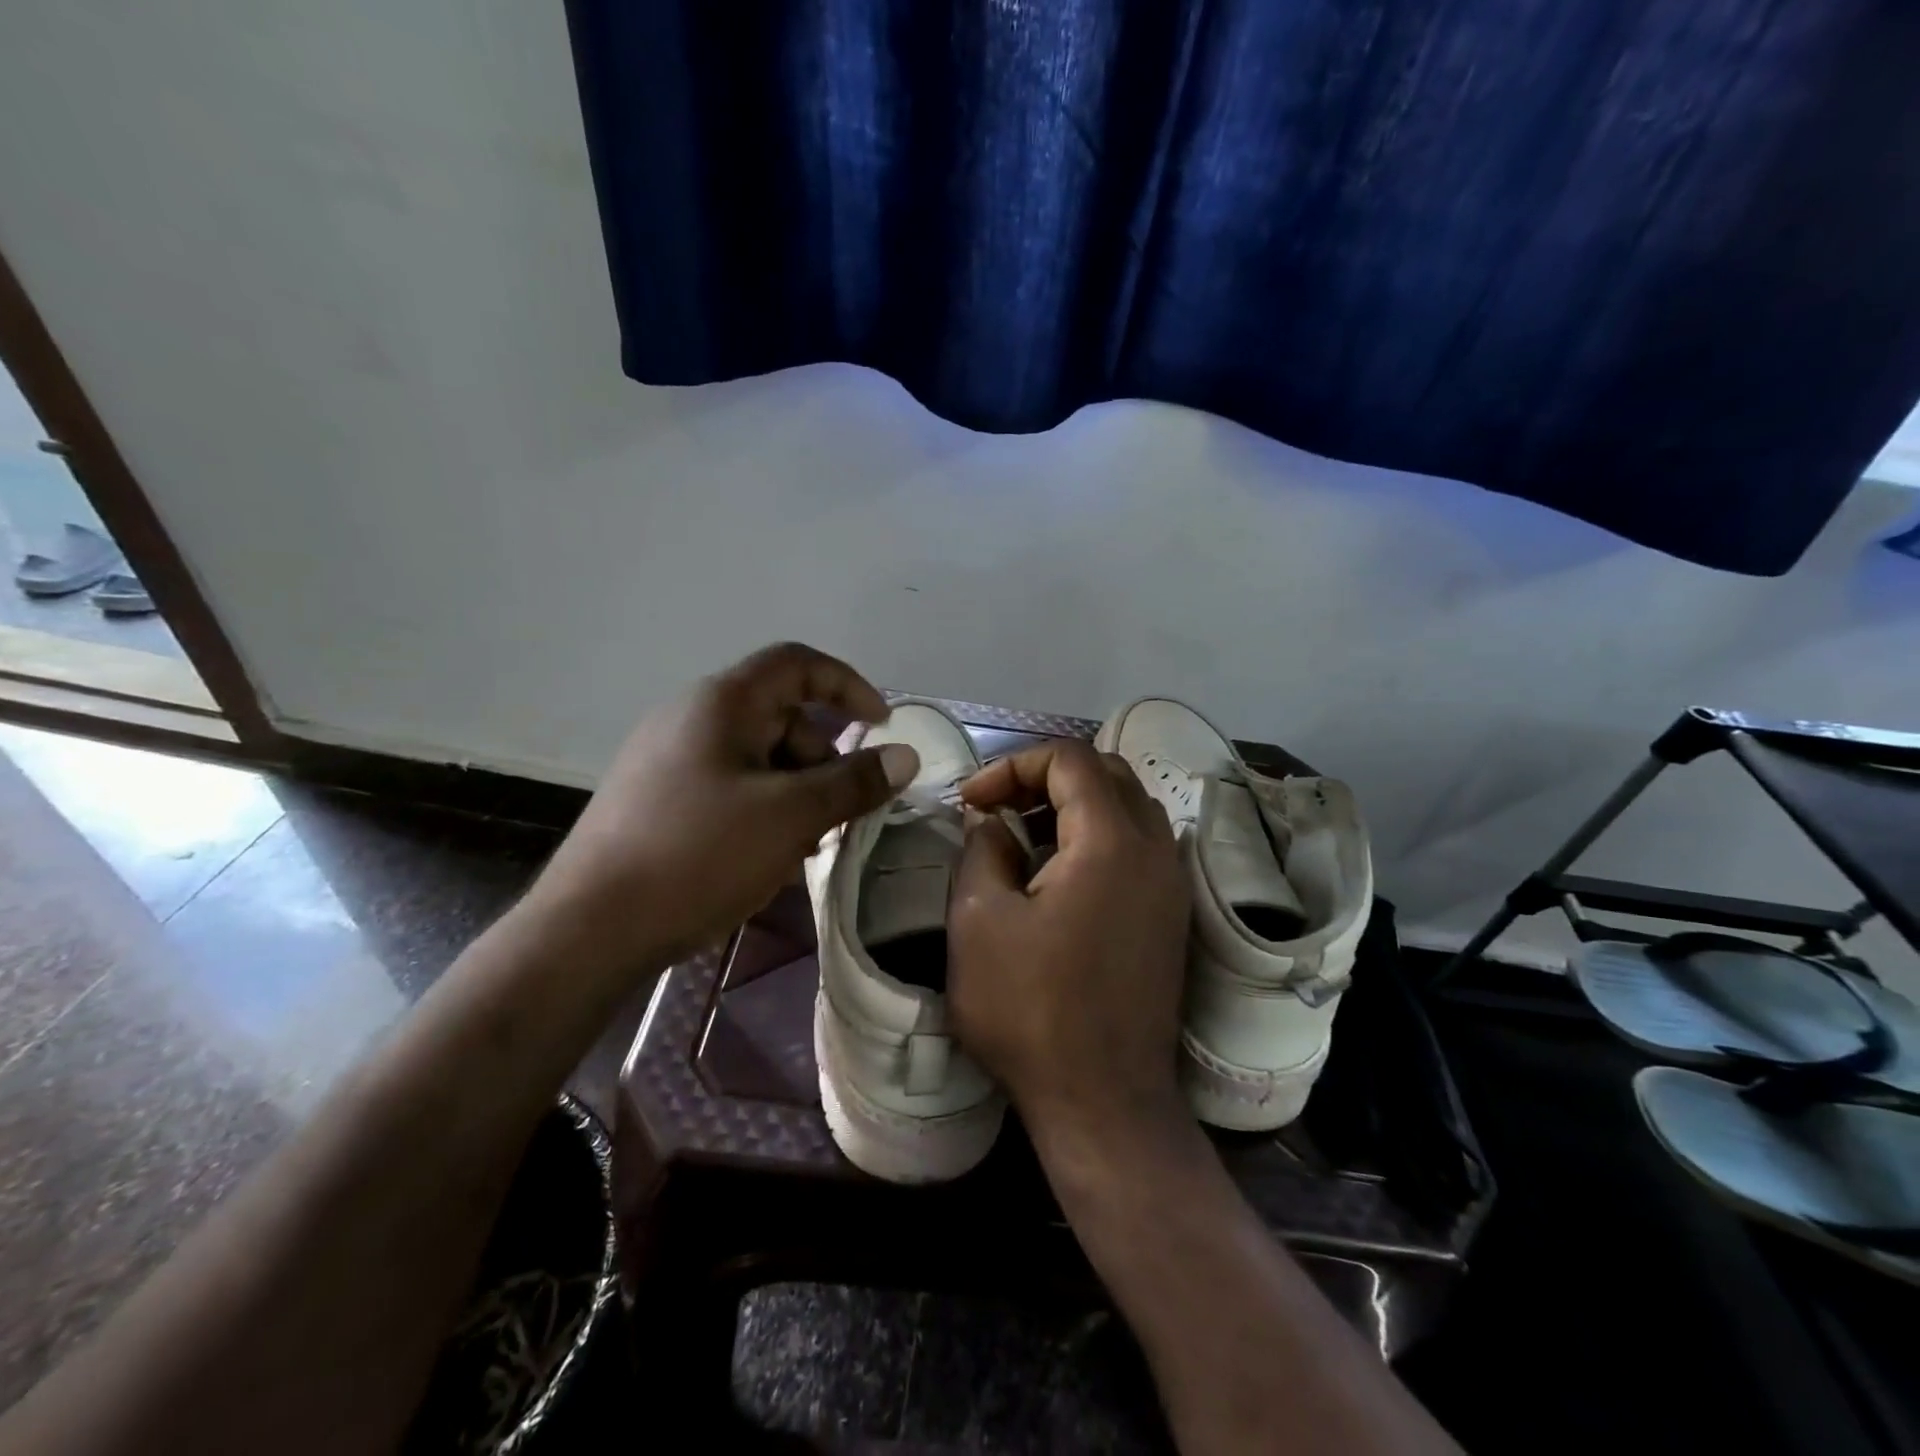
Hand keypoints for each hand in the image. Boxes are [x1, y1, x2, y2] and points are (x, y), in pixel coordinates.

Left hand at [524, 642, 918, 974]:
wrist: (590, 928)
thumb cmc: (699, 855)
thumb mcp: (791, 816)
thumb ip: (854, 782)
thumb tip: (906, 757)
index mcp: (722, 703)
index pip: (798, 664)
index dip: (848, 685)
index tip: (882, 726)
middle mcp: (692, 717)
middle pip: (781, 716)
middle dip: (824, 758)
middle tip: (842, 811)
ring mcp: (669, 758)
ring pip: (758, 757)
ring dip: (796, 790)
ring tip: (805, 844)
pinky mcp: (658, 797)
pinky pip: (730, 785)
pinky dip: (763, 808)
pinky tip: (768, 855)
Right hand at [947, 741, 1192, 1135]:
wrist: (1104, 1102)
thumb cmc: (1031, 1010)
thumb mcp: (979, 921)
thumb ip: (982, 850)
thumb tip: (991, 823)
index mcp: (1111, 841)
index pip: (1069, 759)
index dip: (1013, 766)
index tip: (971, 802)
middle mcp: (1155, 850)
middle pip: (1105, 773)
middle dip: (1044, 778)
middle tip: (997, 809)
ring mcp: (1171, 884)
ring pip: (1126, 808)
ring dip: (1073, 805)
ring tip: (1023, 836)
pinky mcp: (1171, 915)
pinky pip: (1138, 846)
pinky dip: (1096, 836)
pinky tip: (1057, 874)